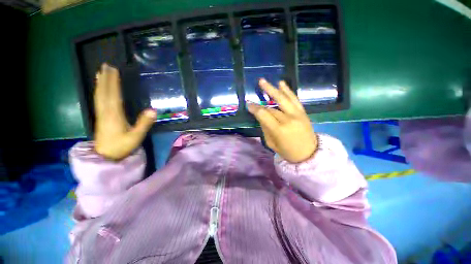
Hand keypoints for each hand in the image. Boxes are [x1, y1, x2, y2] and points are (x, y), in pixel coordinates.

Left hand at [94, 63, 155, 159]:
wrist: (106, 157)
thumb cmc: (122, 146)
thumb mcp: (136, 136)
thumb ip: (144, 123)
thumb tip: (153, 110)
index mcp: (114, 115)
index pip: (113, 95)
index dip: (113, 82)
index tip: (113, 70)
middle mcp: (105, 112)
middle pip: (104, 92)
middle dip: (105, 79)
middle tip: (105, 66)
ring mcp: (101, 114)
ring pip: (99, 95)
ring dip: (100, 83)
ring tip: (100, 73)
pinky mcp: (100, 118)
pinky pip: (98, 101)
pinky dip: (98, 92)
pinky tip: (99, 89)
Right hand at [248, 79, 316, 162]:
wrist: (309, 153)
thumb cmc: (287, 151)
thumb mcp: (271, 143)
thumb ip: (265, 128)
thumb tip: (260, 116)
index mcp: (279, 130)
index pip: (263, 114)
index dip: (254, 108)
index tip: (248, 104)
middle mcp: (288, 119)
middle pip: (271, 107)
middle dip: (260, 101)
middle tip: (253, 93)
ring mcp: (297, 114)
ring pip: (283, 98)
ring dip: (272, 89)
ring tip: (263, 81)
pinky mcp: (303, 112)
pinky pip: (294, 99)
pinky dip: (287, 90)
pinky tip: (281, 83)